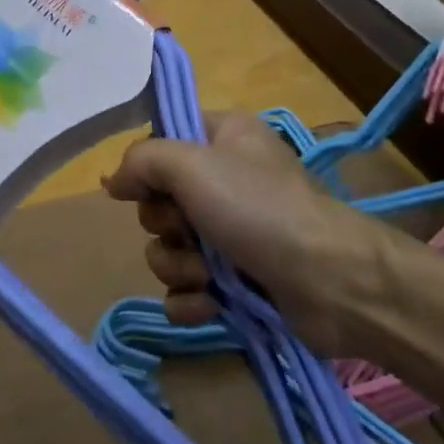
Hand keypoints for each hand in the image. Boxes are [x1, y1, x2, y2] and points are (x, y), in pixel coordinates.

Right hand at [103, 112, 396, 358]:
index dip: (147, 167)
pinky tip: (208, 305)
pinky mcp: (237, 280)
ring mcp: (233, 233)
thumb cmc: (259, 208)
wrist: (330, 281)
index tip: (141, 189)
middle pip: (160, 201)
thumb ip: (143, 159)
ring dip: (179, 266)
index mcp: (224, 138)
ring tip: (208, 275)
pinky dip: (192, 299)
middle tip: (190, 231)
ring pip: (169, 248)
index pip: (164, 141)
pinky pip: (187, 289)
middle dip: (166, 226)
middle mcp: (227, 180)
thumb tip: (114, 179)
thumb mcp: (192, 164)